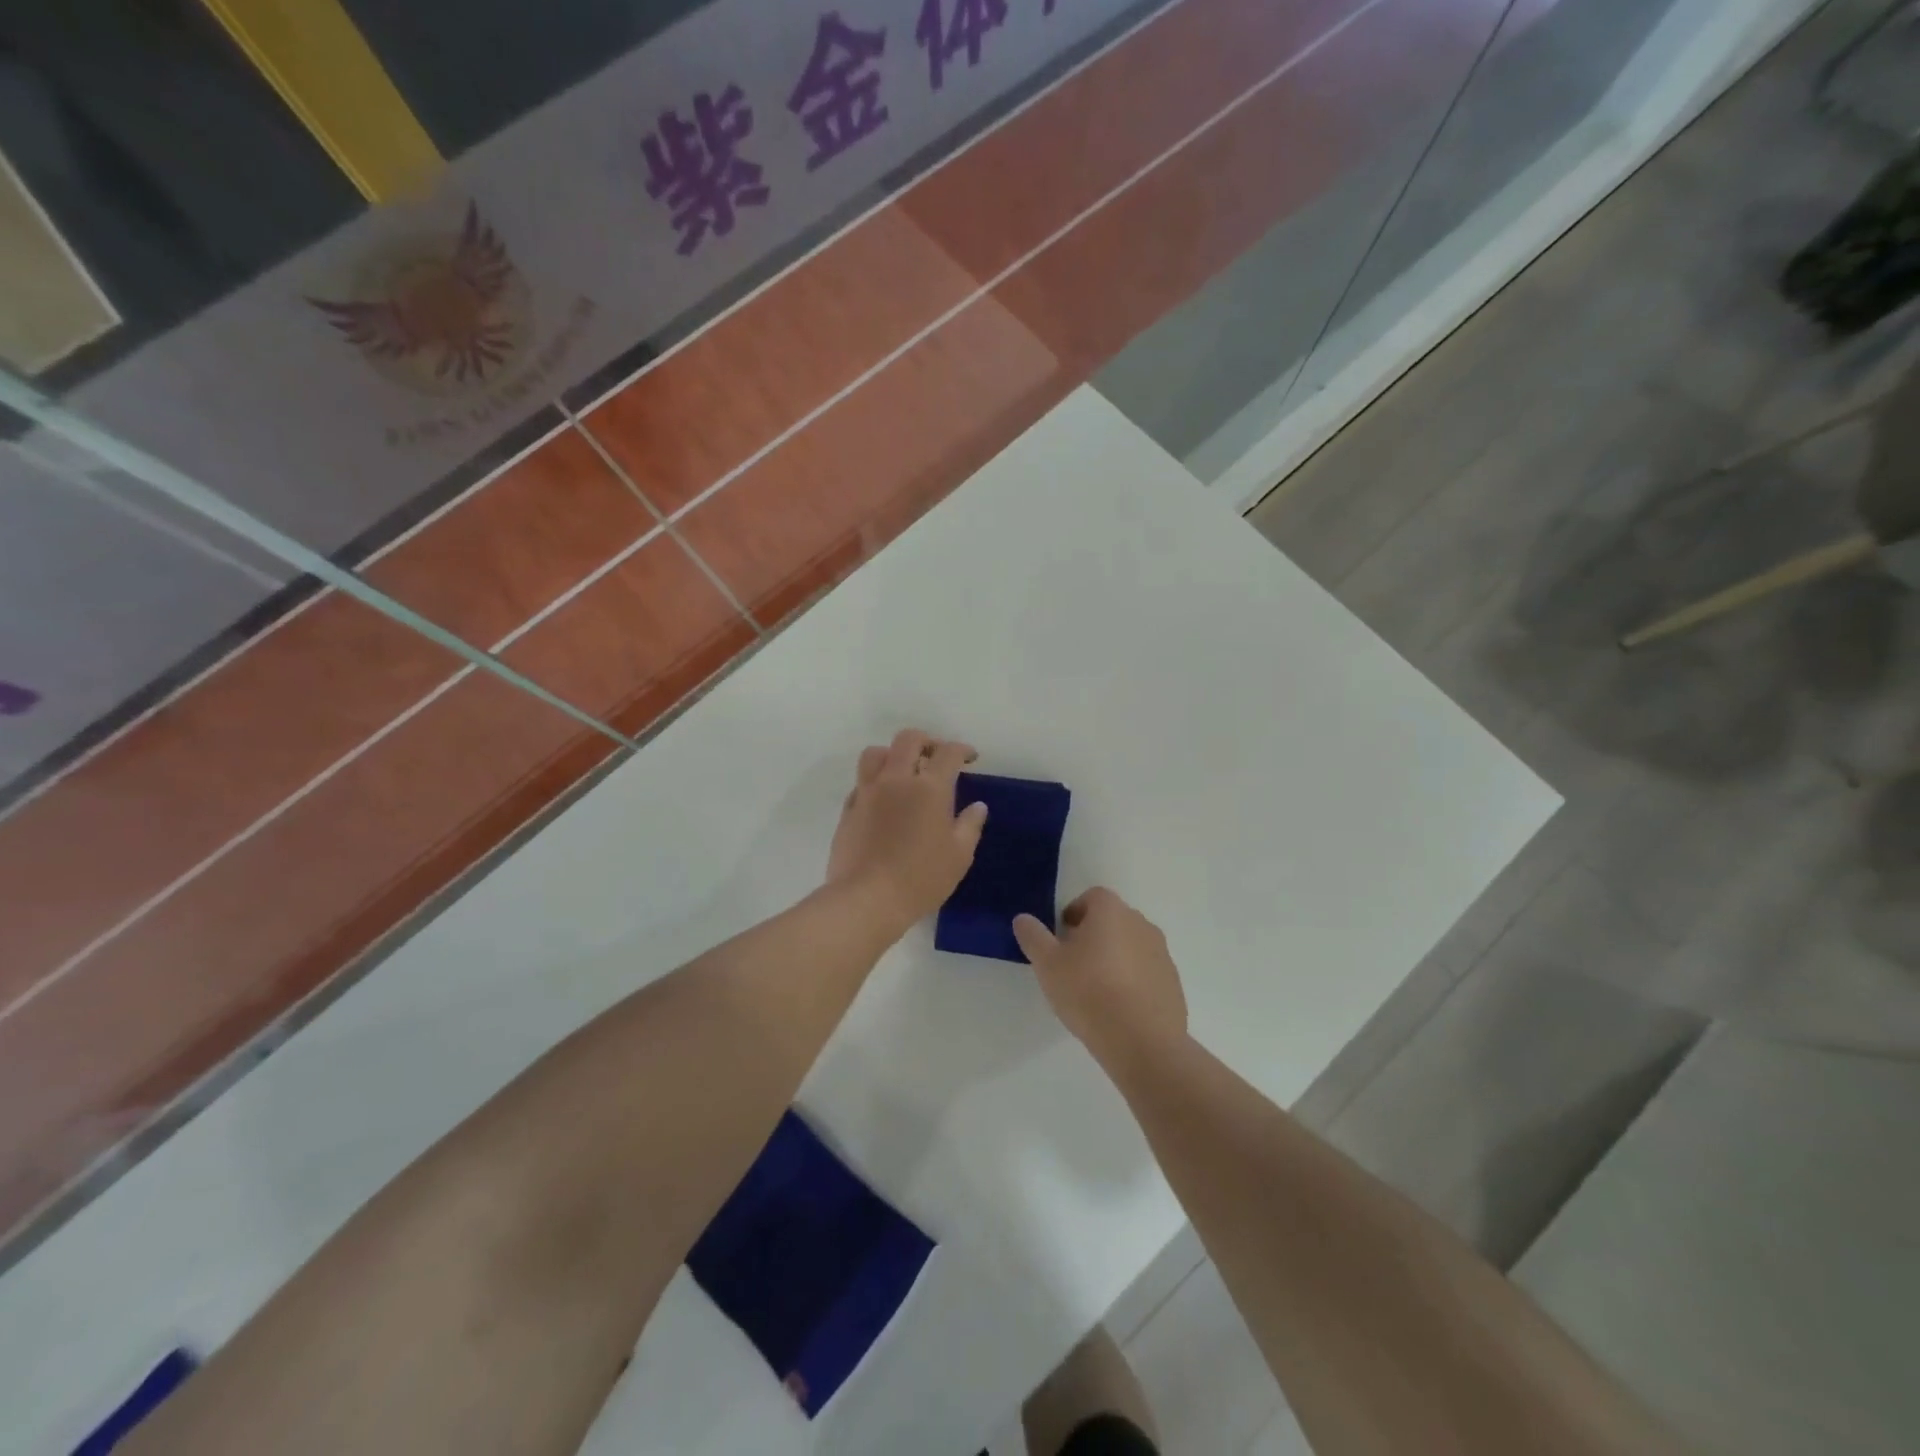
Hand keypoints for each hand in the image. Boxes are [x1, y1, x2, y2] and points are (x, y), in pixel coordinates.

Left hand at [827, 729, 988, 933]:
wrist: (866, 899)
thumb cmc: (921, 878)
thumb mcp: (959, 856)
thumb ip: (970, 826)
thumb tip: (977, 806)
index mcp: (929, 788)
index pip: (947, 753)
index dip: (961, 749)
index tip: (969, 758)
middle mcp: (896, 780)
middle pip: (908, 740)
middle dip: (927, 742)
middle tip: (936, 757)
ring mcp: (868, 792)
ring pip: (876, 753)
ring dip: (893, 755)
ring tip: (904, 772)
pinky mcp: (848, 809)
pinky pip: (861, 782)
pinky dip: (875, 782)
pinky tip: (883, 801)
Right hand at [1013, 889, 1187, 1071]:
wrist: (1142, 1042)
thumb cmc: (1089, 992)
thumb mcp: (1047, 964)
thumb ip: (1033, 936)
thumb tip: (1023, 919)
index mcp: (1111, 911)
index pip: (1092, 897)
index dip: (1074, 914)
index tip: (1061, 940)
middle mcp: (1141, 924)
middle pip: (1112, 921)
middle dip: (1093, 936)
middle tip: (1073, 966)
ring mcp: (1161, 953)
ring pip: (1131, 946)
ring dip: (1114, 958)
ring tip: (1096, 991)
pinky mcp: (1173, 982)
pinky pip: (1146, 972)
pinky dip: (1132, 981)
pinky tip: (1118, 1009)